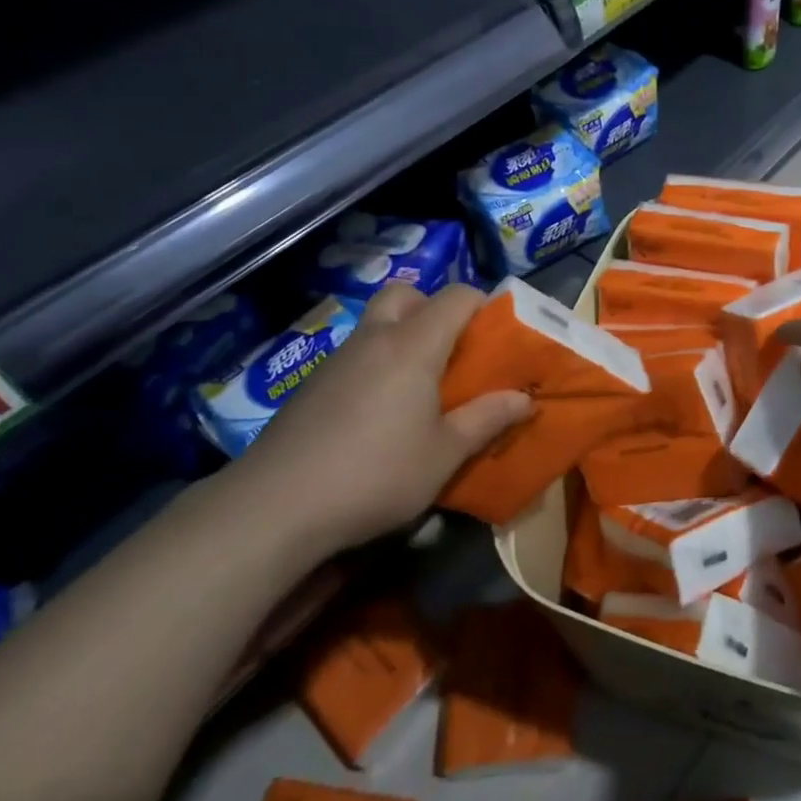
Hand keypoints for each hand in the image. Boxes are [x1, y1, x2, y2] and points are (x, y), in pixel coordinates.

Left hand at [234, 283, 531, 552]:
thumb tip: (525, 399)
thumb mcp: (445, 454)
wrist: (275, 506)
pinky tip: (379, 413)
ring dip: (404, 336)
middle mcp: (374, 339)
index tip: (500, 335)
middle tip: (452, 351)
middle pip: (407, 294)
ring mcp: (337, 360)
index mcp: (413, 345)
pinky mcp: (312, 385)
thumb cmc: (376, 474)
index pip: (456, 296)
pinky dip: (377, 363)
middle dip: (434, 310)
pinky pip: (356, 354)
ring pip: (376, 323)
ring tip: (421, 387)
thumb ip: (487, 419)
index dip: (484, 305)